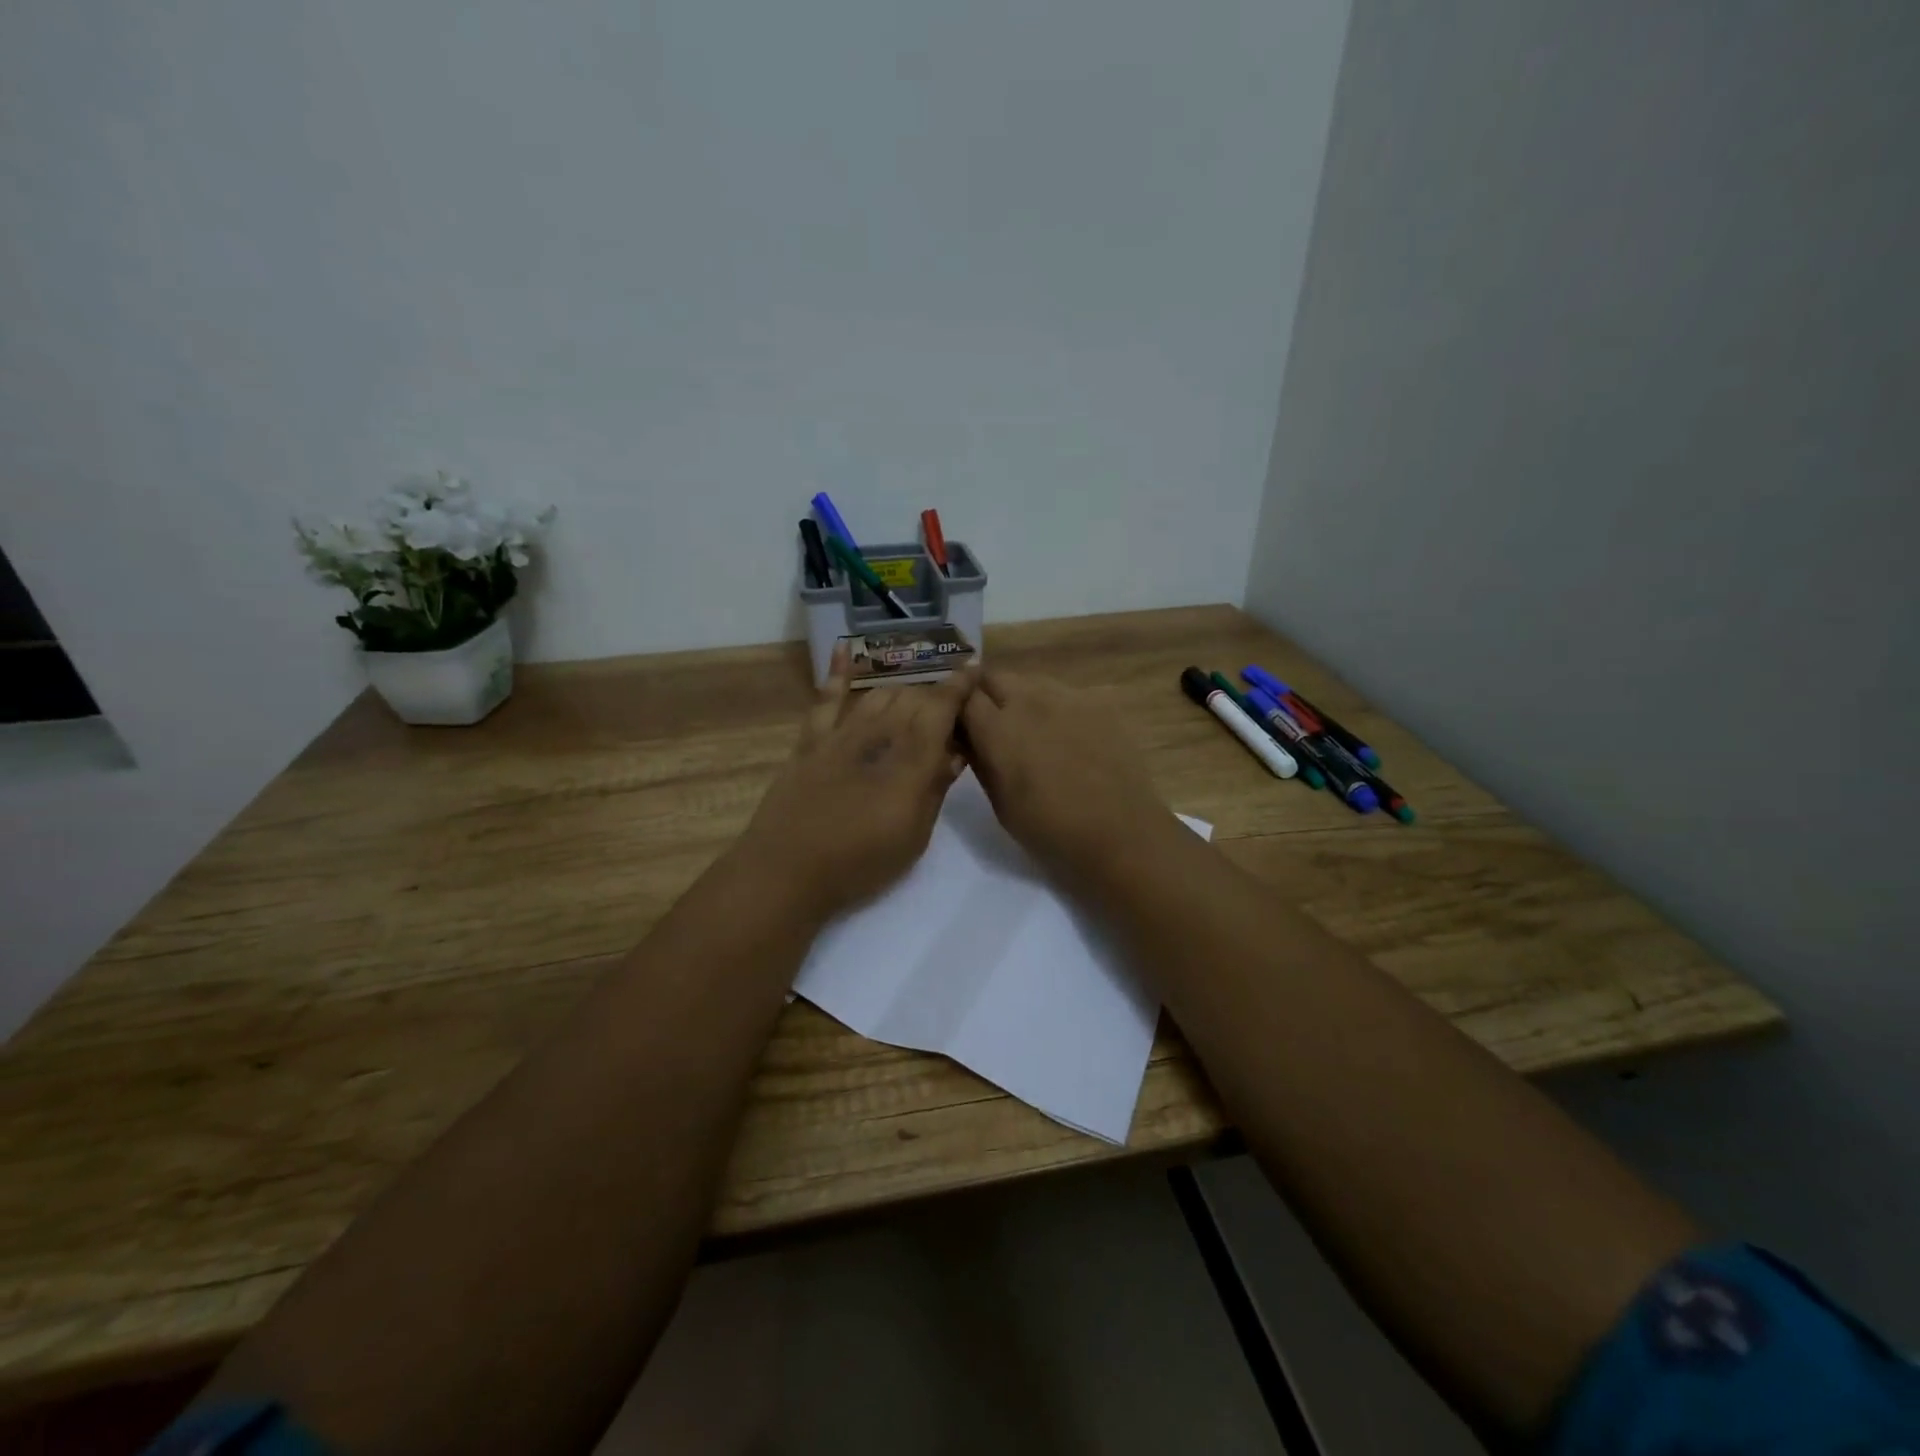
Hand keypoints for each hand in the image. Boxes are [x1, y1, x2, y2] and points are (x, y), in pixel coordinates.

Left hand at [739, 646, 976, 920]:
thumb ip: (934, 788)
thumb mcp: (914, 835)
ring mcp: (842, 733)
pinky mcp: (812, 740)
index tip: (974, 670)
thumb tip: (954, 754)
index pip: (941, 707)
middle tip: (946, 715)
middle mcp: (879, 733)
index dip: (960, 686)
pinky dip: (837, 672)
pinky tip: (844, 649)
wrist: (789, 869)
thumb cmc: (861, 861)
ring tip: (913, 703)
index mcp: (911, 758)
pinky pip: (827, 699)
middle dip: (934, 698)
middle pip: (913, 697)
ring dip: (901, 693)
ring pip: (879, 694)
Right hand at [959, 671, 1175, 885]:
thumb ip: (981, 761)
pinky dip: (1059, 708)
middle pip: (995, 677)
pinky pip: (1067, 694)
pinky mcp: (1100, 701)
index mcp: (998, 729)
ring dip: (1023, 697)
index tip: (962, 725)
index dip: (960, 708)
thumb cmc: (1050, 830)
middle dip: (988, 694)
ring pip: (1032, 681)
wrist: (1120, 834)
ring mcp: (1068, 696)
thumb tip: (969, 738)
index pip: (964, 696)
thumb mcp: (1000, 803)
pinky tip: (1071, 737)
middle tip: (994, 724)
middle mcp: (1029, 700)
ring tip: (1035, 730)